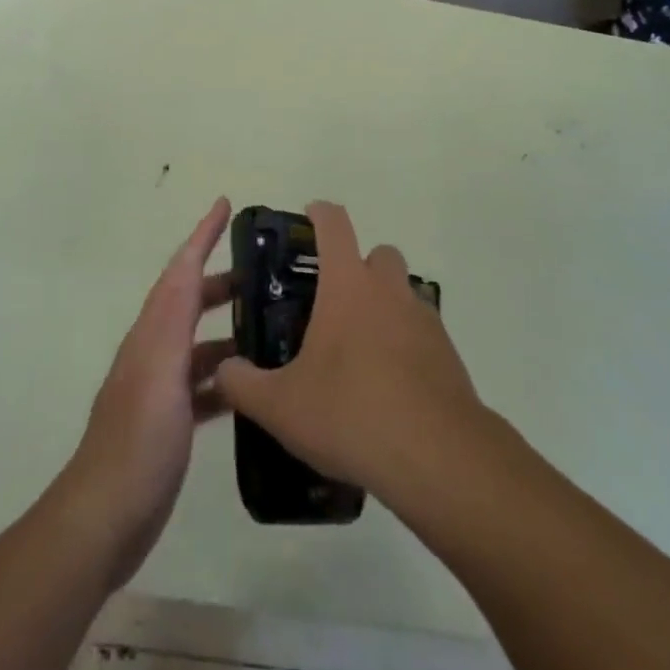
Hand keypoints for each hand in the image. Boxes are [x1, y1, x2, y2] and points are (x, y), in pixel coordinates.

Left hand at [59, 197, 234, 587]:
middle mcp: (154, 351)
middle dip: (219, 279)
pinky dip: (225, 376)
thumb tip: (190, 271)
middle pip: (188, 300)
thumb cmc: (139, 442)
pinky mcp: (168, 422)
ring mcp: (160, 388)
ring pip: (197, 342)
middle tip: (263, 273)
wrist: (105, 517)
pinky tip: (250, 386)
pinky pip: (202, 385)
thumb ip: (174, 322)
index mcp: (152, 333)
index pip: (180, 270)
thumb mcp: (161, 375)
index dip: (202, 234)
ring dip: (226, 327)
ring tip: (268, 325)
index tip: (226, 205)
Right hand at [215, 202, 481, 497]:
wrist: (436, 455)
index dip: (320, 214)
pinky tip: (388, 382)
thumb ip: (244, 385)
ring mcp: (423, 319)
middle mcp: (388, 289)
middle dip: (358, 266)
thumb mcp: (281, 406)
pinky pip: (422, 331)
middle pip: (378, 254)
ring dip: (384, 304)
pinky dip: (406, 342)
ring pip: (404, 291)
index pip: (335, 225)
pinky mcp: (447, 352)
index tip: (309, 216)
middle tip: (333, 301)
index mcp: (348, 285)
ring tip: (359, 348)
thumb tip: (223, 371)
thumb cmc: (351, 413)